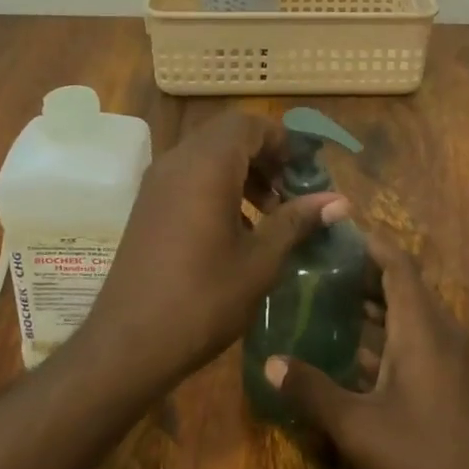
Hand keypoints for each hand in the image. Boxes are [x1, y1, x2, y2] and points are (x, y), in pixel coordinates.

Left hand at [81, 110, 347, 392]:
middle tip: (291, 191)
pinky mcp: (148, 204)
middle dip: (264, 155)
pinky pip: (189, 175)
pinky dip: (217, 185)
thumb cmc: (202, 300)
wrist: (128, 344)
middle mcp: (178, 161)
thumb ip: (297, 221)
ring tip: (269, 212)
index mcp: (207, 166)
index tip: (307, 172)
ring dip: (242, 171)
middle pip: (228, 135)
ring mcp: (157, 182)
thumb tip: (341, 201)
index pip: (249, 124)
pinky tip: (236, 228)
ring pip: (208, 154)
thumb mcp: (260, 261)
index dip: (282, 141)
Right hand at [265, 231, 468, 468]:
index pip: (397, 262)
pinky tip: (353, 351)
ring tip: (326, 301)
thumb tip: (270, 362)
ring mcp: (449, 356)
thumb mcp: (358, 427)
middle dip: (361, 272)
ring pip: (408, 313)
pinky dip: (385, 333)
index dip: (368, 242)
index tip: (333, 232)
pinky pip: (416, 337)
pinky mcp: (452, 380)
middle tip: (315, 268)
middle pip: (401, 284)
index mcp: (421, 326)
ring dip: (372, 305)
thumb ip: (313, 391)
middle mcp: (439, 330)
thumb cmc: (424, 457)